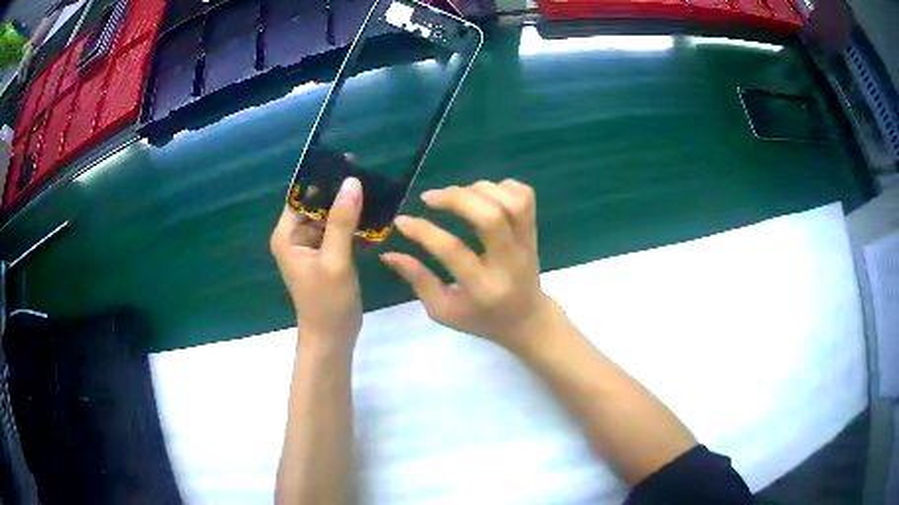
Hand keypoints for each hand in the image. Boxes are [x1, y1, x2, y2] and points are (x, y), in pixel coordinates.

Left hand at [270, 178, 363, 344]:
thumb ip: (341, 221)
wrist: (332, 338)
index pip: (301, 196)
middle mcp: (296, 237)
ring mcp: (311, 247)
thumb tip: (352, 182)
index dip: (322, 179)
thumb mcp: (335, 260)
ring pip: (330, 218)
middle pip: (317, 204)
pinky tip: (375, 222)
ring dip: (350, 210)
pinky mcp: (326, 256)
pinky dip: (354, 228)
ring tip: (377, 195)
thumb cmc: (327, 302)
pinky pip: (339, 233)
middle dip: (341, 193)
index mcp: (288, 235)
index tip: (349, 162)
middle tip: (370, 177)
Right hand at [380, 179, 556, 354]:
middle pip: (490, 216)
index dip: (423, 231)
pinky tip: (483, 195)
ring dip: (478, 189)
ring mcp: (526, 244)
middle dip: (456, 198)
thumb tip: (388, 254)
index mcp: (483, 287)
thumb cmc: (481, 318)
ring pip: (512, 202)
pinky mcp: (534, 231)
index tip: (402, 221)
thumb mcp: (444, 310)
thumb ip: (418, 280)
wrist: (527, 319)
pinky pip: (525, 196)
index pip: (453, 250)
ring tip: (456, 195)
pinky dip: (502, 186)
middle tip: (430, 197)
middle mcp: (509, 261)